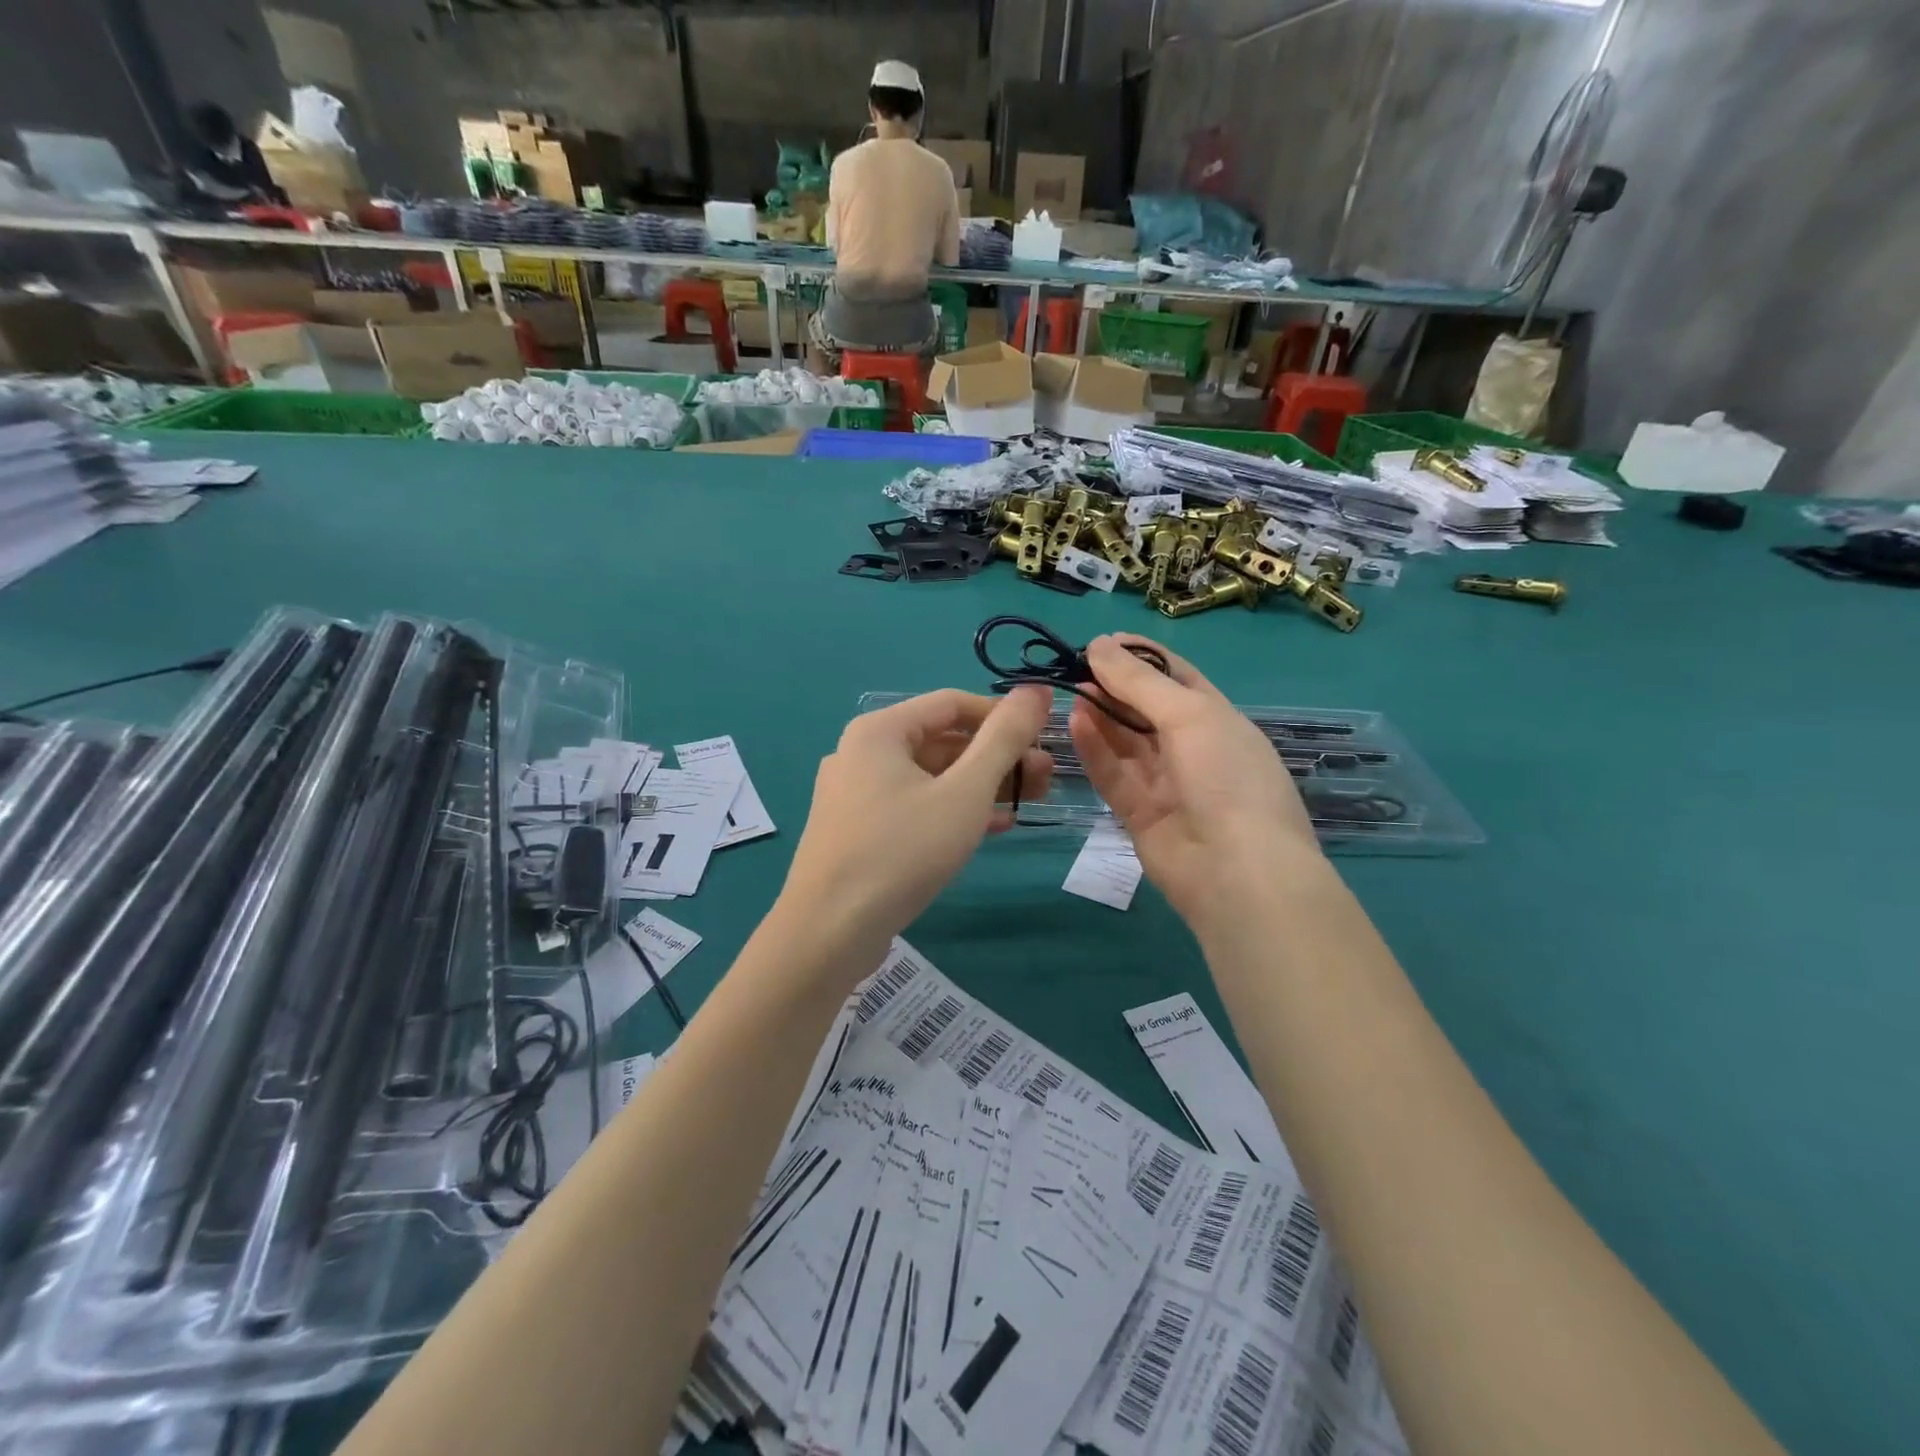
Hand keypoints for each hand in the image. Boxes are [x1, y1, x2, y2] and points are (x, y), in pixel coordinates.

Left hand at [782, 687, 1052, 951]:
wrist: (829, 932)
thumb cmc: (902, 851)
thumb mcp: (965, 792)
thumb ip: (1004, 738)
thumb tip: (1037, 690)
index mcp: (879, 730)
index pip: (953, 704)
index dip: (1003, 716)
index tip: (1044, 739)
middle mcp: (861, 752)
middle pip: (942, 740)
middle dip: (997, 757)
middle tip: (1044, 779)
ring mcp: (856, 794)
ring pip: (930, 777)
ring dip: (980, 786)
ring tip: (1028, 803)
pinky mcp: (858, 830)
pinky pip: (913, 806)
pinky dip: (952, 810)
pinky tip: (991, 827)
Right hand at [1069, 635, 1321, 927]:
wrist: (1238, 873)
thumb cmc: (1226, 778)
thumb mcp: (1190, 715)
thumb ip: (1139, 681)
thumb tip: (1099, 644)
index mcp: (1217, 719)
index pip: (1176, 677)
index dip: (1141, 657)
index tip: (1101, 641)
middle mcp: (1192, 748)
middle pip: (1145, 708)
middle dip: (1113, 685)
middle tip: (1072, 664)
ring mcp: (1165, 783)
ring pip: (1124, 741)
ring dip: (1099, 714)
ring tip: (1067, 688)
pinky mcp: (1139, 814)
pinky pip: (1113, 774)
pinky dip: (1094, 749)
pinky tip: (1074, 722)